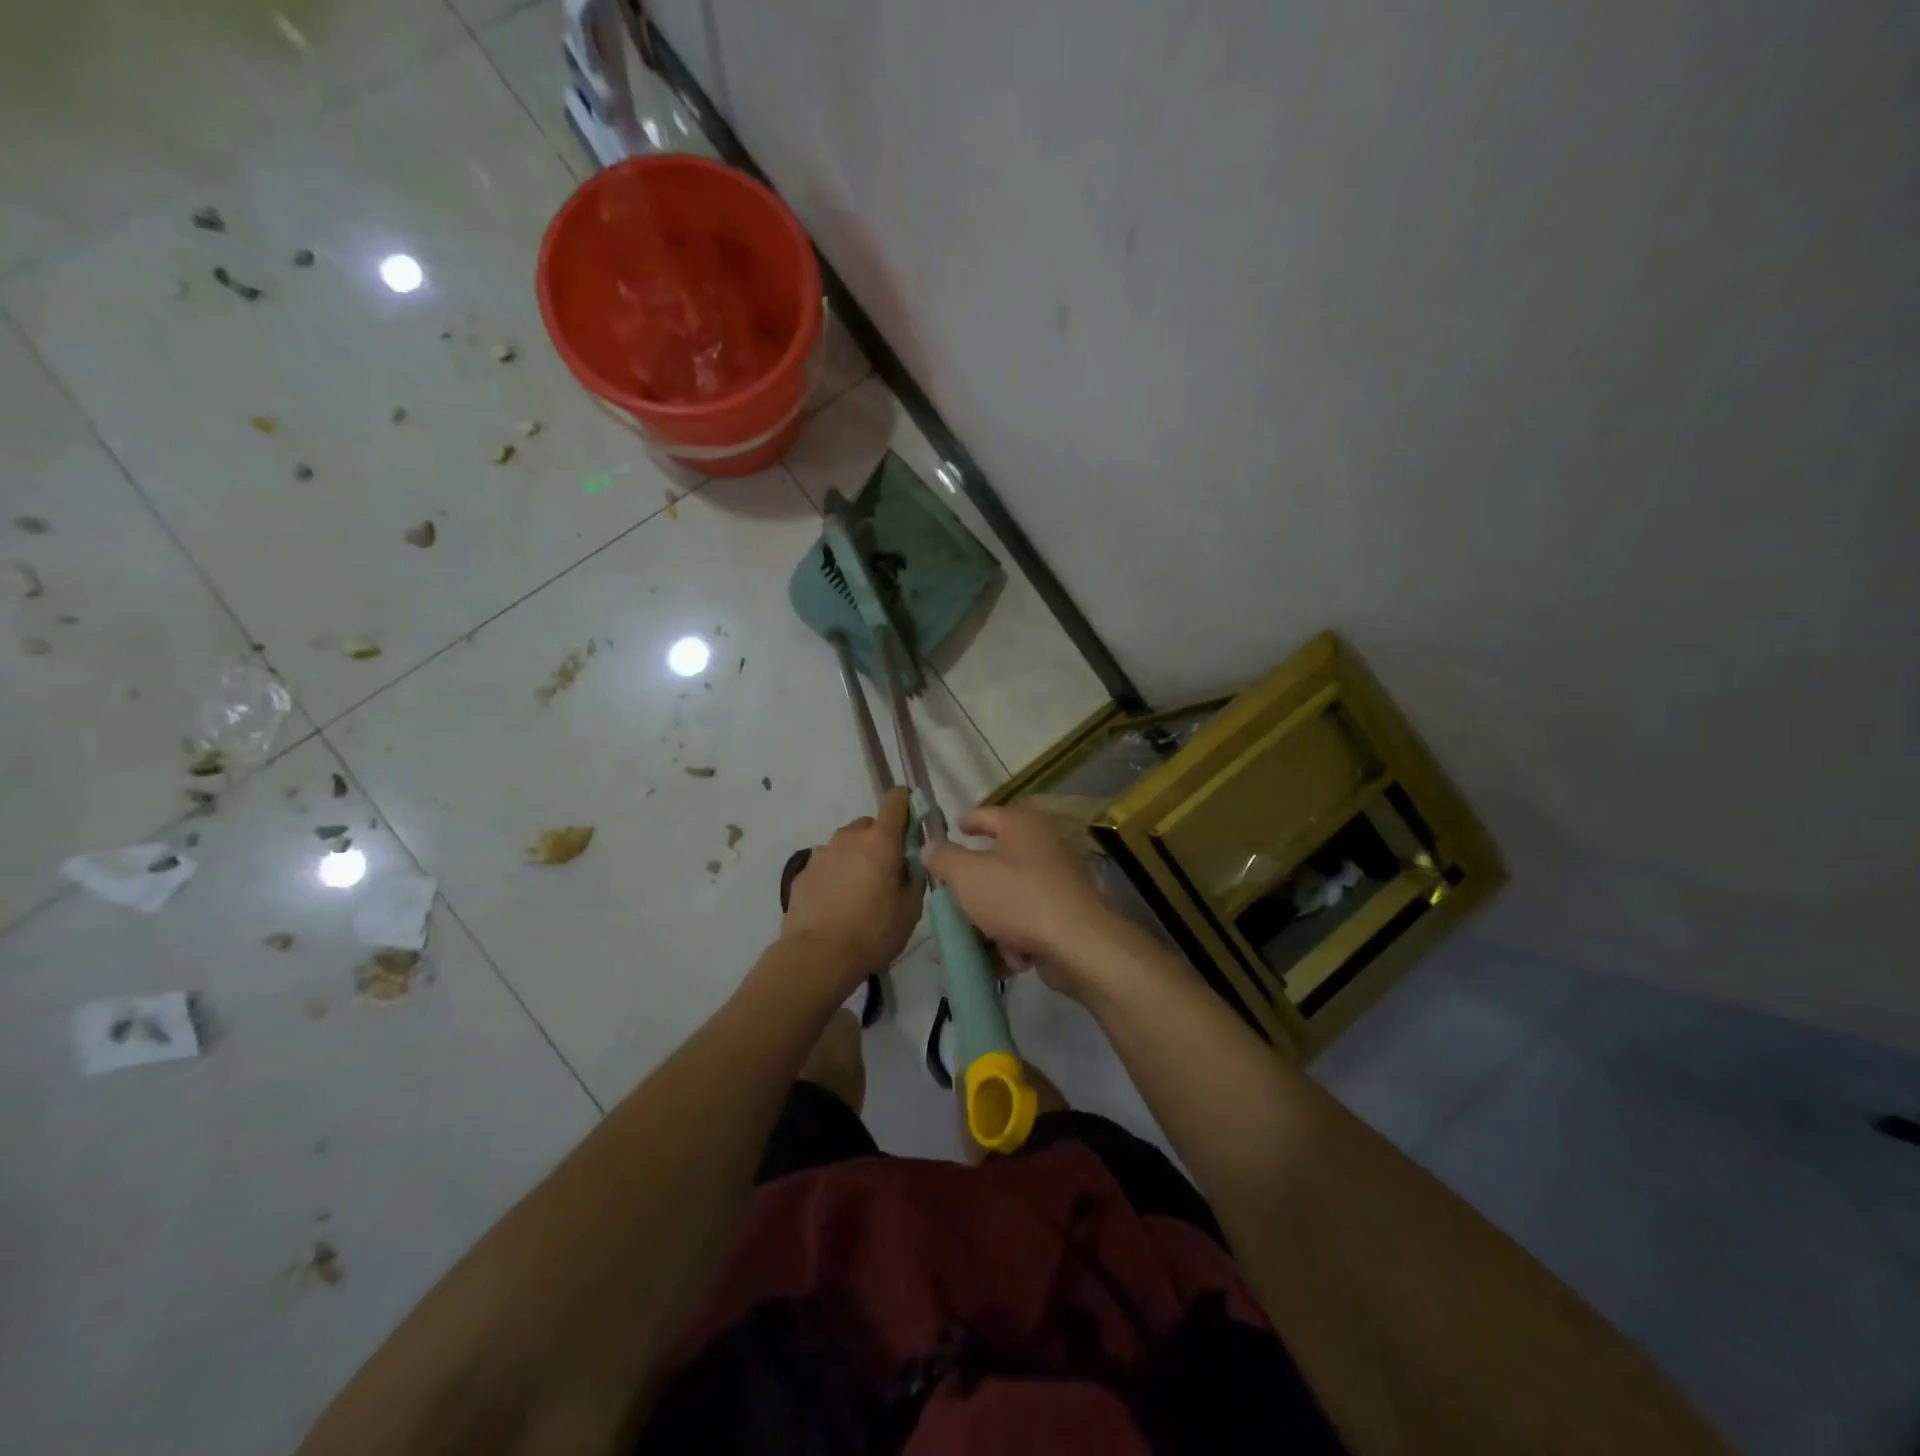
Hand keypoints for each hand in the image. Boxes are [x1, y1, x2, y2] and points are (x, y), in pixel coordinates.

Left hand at [782, 787, 922, 992]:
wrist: (815, 956)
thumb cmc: (872, 932)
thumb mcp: (910, 911)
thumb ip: (914, 879)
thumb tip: (911, 866)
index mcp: (881, 841)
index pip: (895, 801)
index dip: (906, 803)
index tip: (913, 818)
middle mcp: (849, 838)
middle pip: (869, 826)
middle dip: (880, 841)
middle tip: (887, 872)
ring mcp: (821, 853)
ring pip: (846, 846)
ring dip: (855, 859)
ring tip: (859, 894)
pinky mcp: (802, 873)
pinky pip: (826, 866)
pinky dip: (834, 877)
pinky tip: (837, 905)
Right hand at [922, 805, 1121, 993]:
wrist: (1076, 944)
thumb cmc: (1016, 897)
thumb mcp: (967, 875)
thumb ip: (944, 858)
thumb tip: (931, 846)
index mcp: (1022, 825)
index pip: (987, 814)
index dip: (967, 820)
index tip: (952, 828)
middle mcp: (1044, 847)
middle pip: (998, 861)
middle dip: (973, 885)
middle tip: (951, 896)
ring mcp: (1058, 882)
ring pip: (1011, 897)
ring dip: (992, 920)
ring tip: (973, 939)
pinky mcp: (1066, 915)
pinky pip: (1029, 922)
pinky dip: (1015, 939)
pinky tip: (1005, 960)